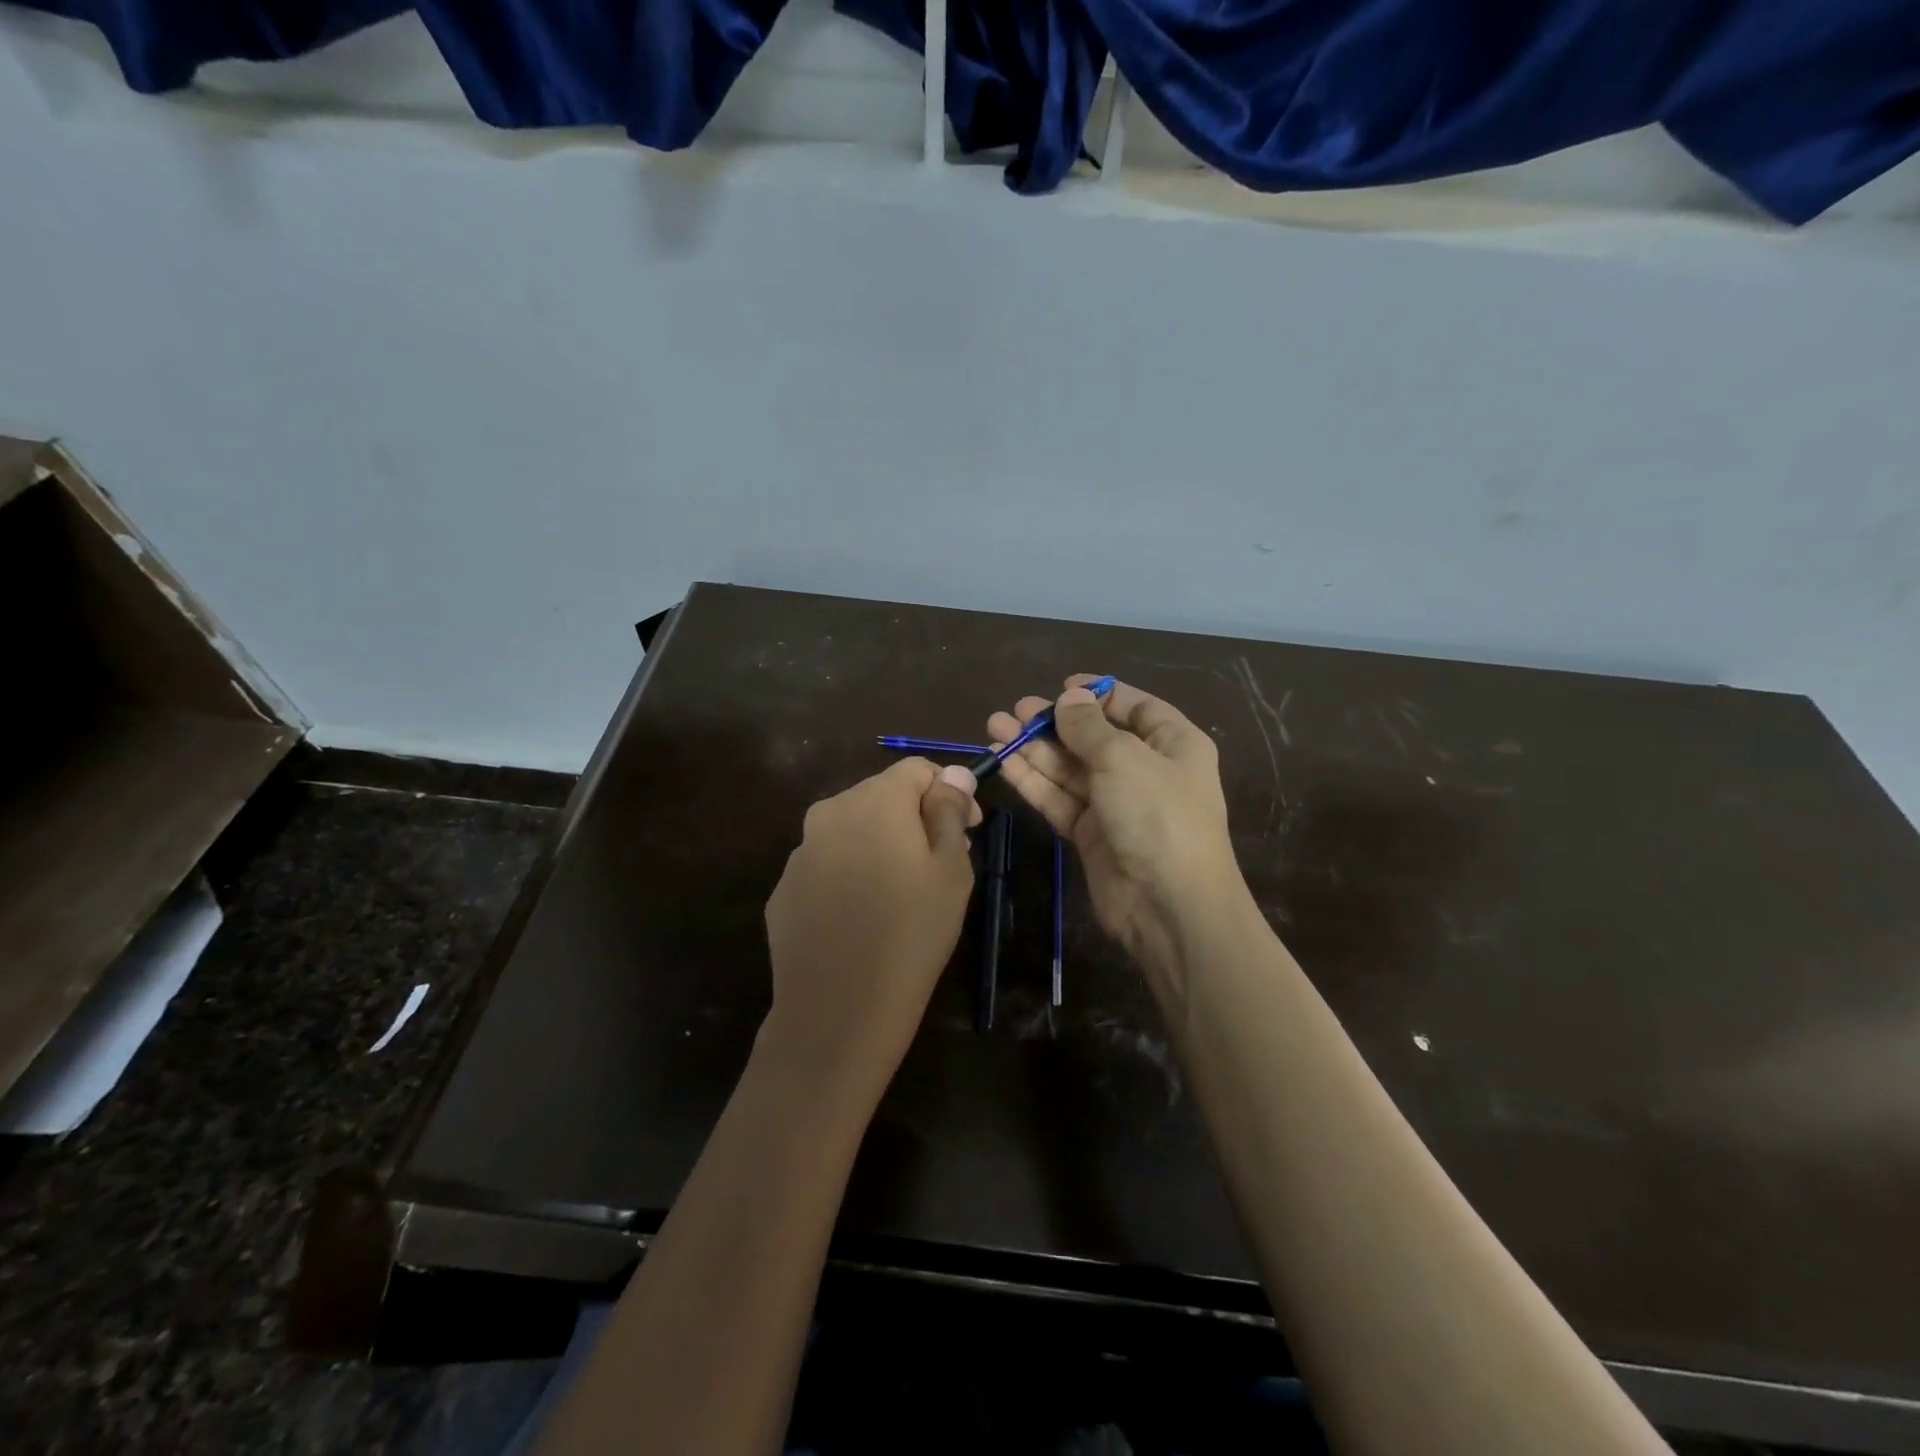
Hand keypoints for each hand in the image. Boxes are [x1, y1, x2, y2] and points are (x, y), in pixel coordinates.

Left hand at [762, 758, 980, 1098]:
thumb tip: (952, 774)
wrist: (838, 1010)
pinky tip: (862, 916)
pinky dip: (849, 874)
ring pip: (852, 830)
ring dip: (880, 844)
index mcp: (875, 800)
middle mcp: (830, 812)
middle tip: (940, 864)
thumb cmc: (911, 934)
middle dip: (915, 817)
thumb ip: (950, 812)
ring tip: (900, 893)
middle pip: (882, 795)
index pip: (918, 769)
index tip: (969, 829)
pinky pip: (826, 865)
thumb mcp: (951, 871)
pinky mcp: (784, 888)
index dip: (950, 791)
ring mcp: (800, 852)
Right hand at [988, 676, 1245, 974]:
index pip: (1135, 708)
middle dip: (1054, 724)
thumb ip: (1089, 728)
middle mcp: (1145, 770)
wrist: (1168, 906)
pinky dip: (1033, 781)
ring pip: (1070, 769)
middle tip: (1014, 712)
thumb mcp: (1124, 759)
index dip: (1098, 695)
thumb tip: (1069, 697)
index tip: (1060, 686)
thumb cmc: (1158, 815)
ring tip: (995, 728)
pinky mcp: (1090, 834)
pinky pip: (1059, 799)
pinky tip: (1003, 762)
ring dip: (1034, 749)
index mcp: (1173, 744)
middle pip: (1094, 738)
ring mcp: (1116, 804)